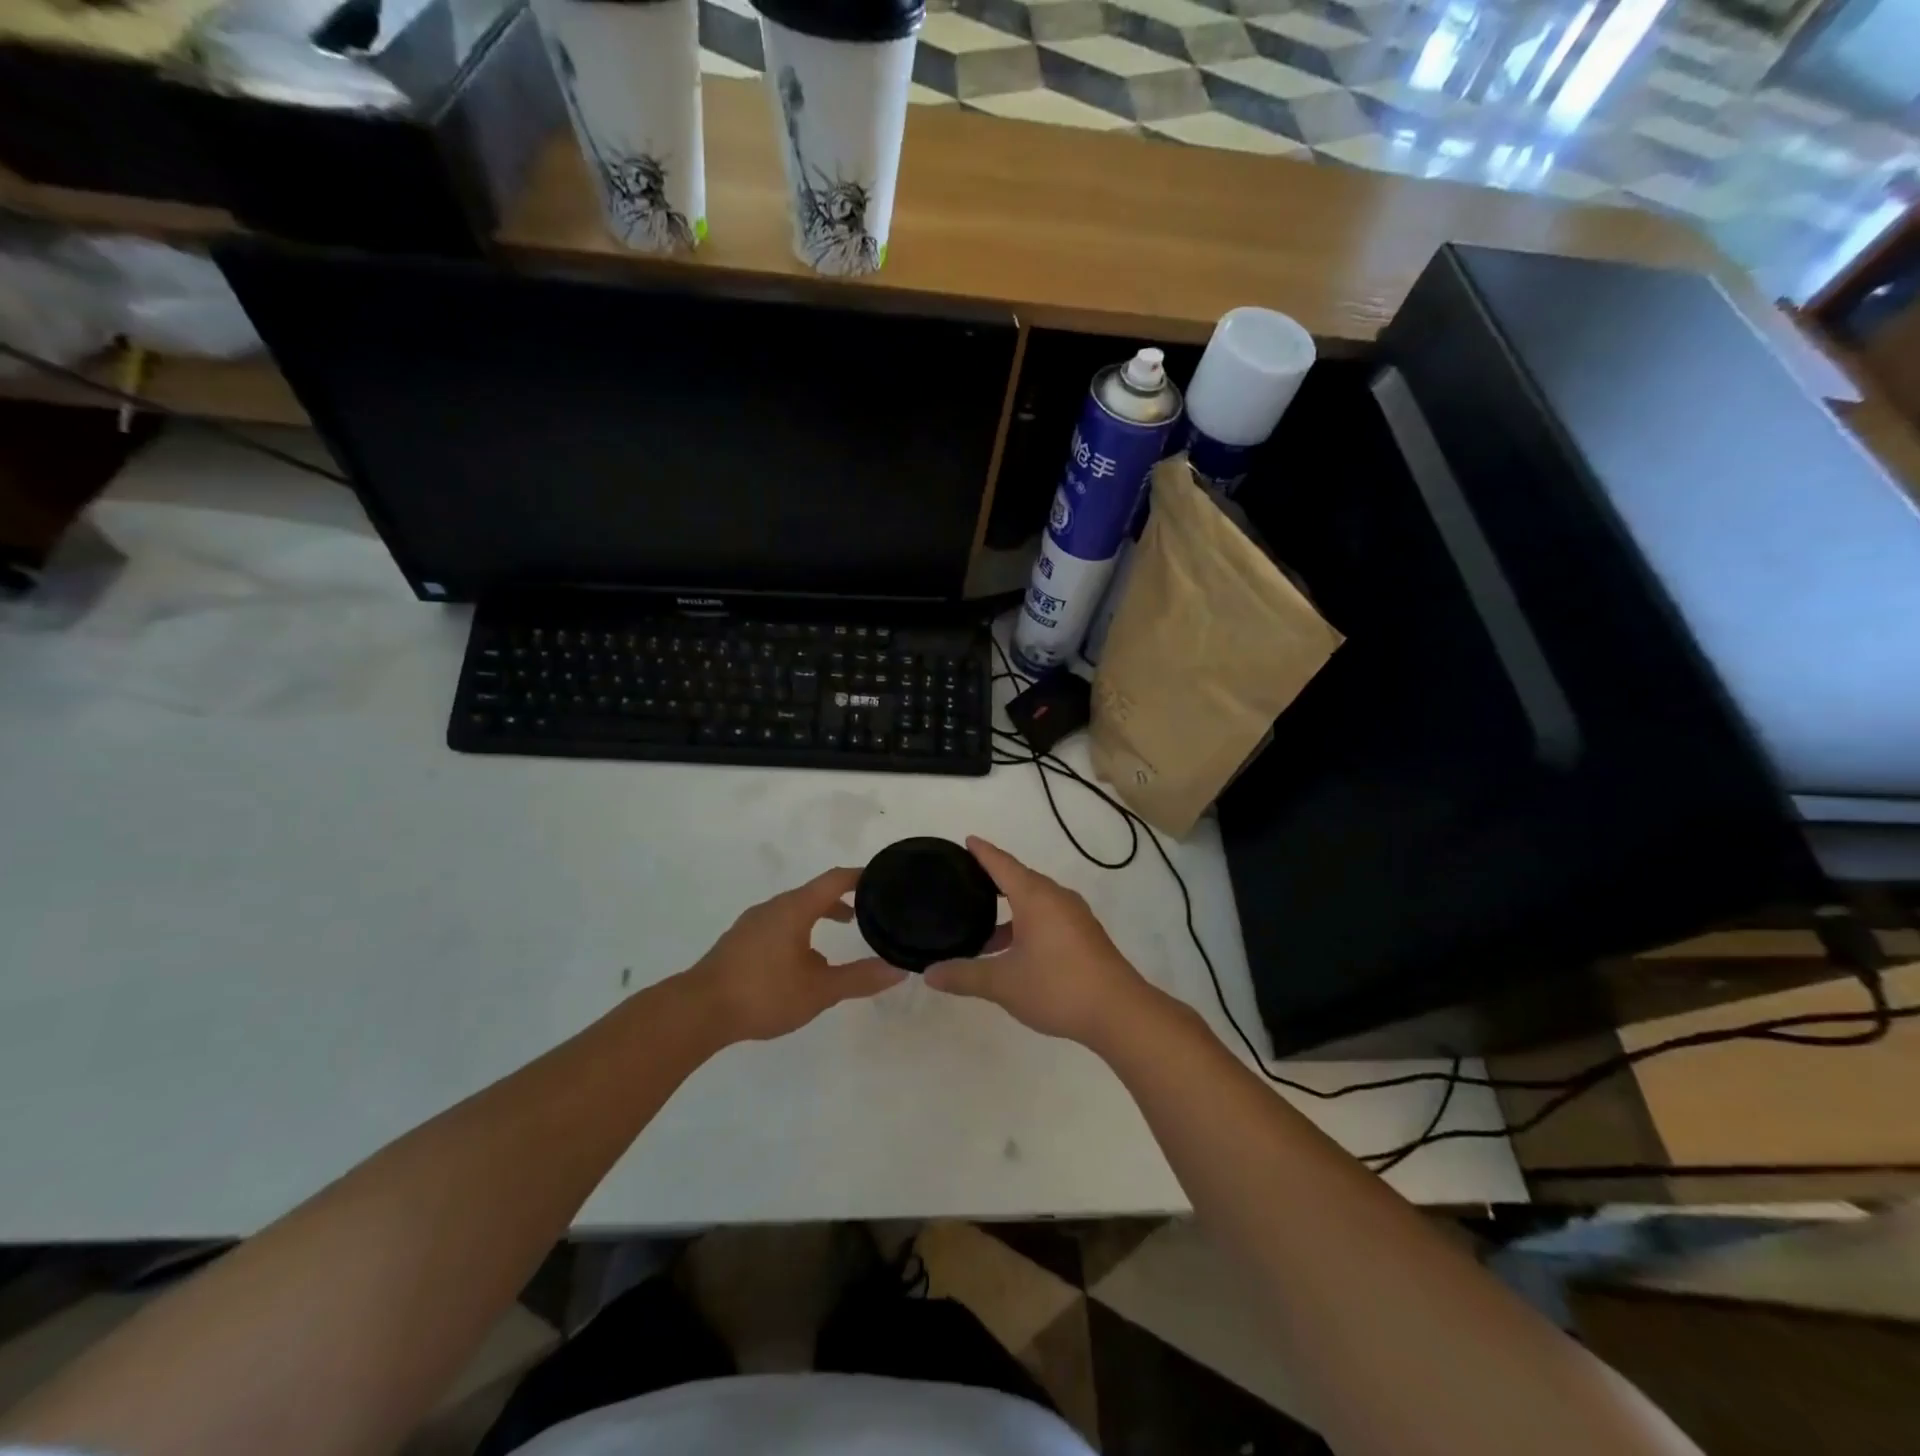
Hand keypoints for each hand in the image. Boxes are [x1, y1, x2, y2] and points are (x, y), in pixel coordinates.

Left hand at [689, 868, 903, 1043]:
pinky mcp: (739, 941)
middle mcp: (773, 907)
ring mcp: (752, 924)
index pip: (835, 879)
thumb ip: (859, 979)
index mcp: (795, 908)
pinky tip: (801, 963)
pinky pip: (778, 925)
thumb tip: (897, 970)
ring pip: (794, 910)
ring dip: (819, 917)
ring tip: (838, 936)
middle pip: (814, 893)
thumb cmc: (764, 993)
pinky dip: (799, 930)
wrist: (698, 1011)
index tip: (882, 879)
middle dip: (842, 900)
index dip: (860, 876)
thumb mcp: (819, 990)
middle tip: (868, 912)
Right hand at [924, 837, 1154, 1047]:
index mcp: (1035, 897)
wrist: (1119, 1011)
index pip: (1002, 864)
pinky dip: (1027, 923)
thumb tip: (929, 973)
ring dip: (1010, 910)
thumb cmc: (1057, 986)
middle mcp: (1056, 898)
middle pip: (1020, 879)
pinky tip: (1015, 950)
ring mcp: (1075, 916)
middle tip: (965, 885)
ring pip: (1035, 901)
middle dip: (993, 881)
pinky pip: (1049, 916)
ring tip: (983, 928)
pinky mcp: (1085, 935)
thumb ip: (964, 975)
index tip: (967, 840)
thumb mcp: (1003, 983)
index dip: (982, 852)